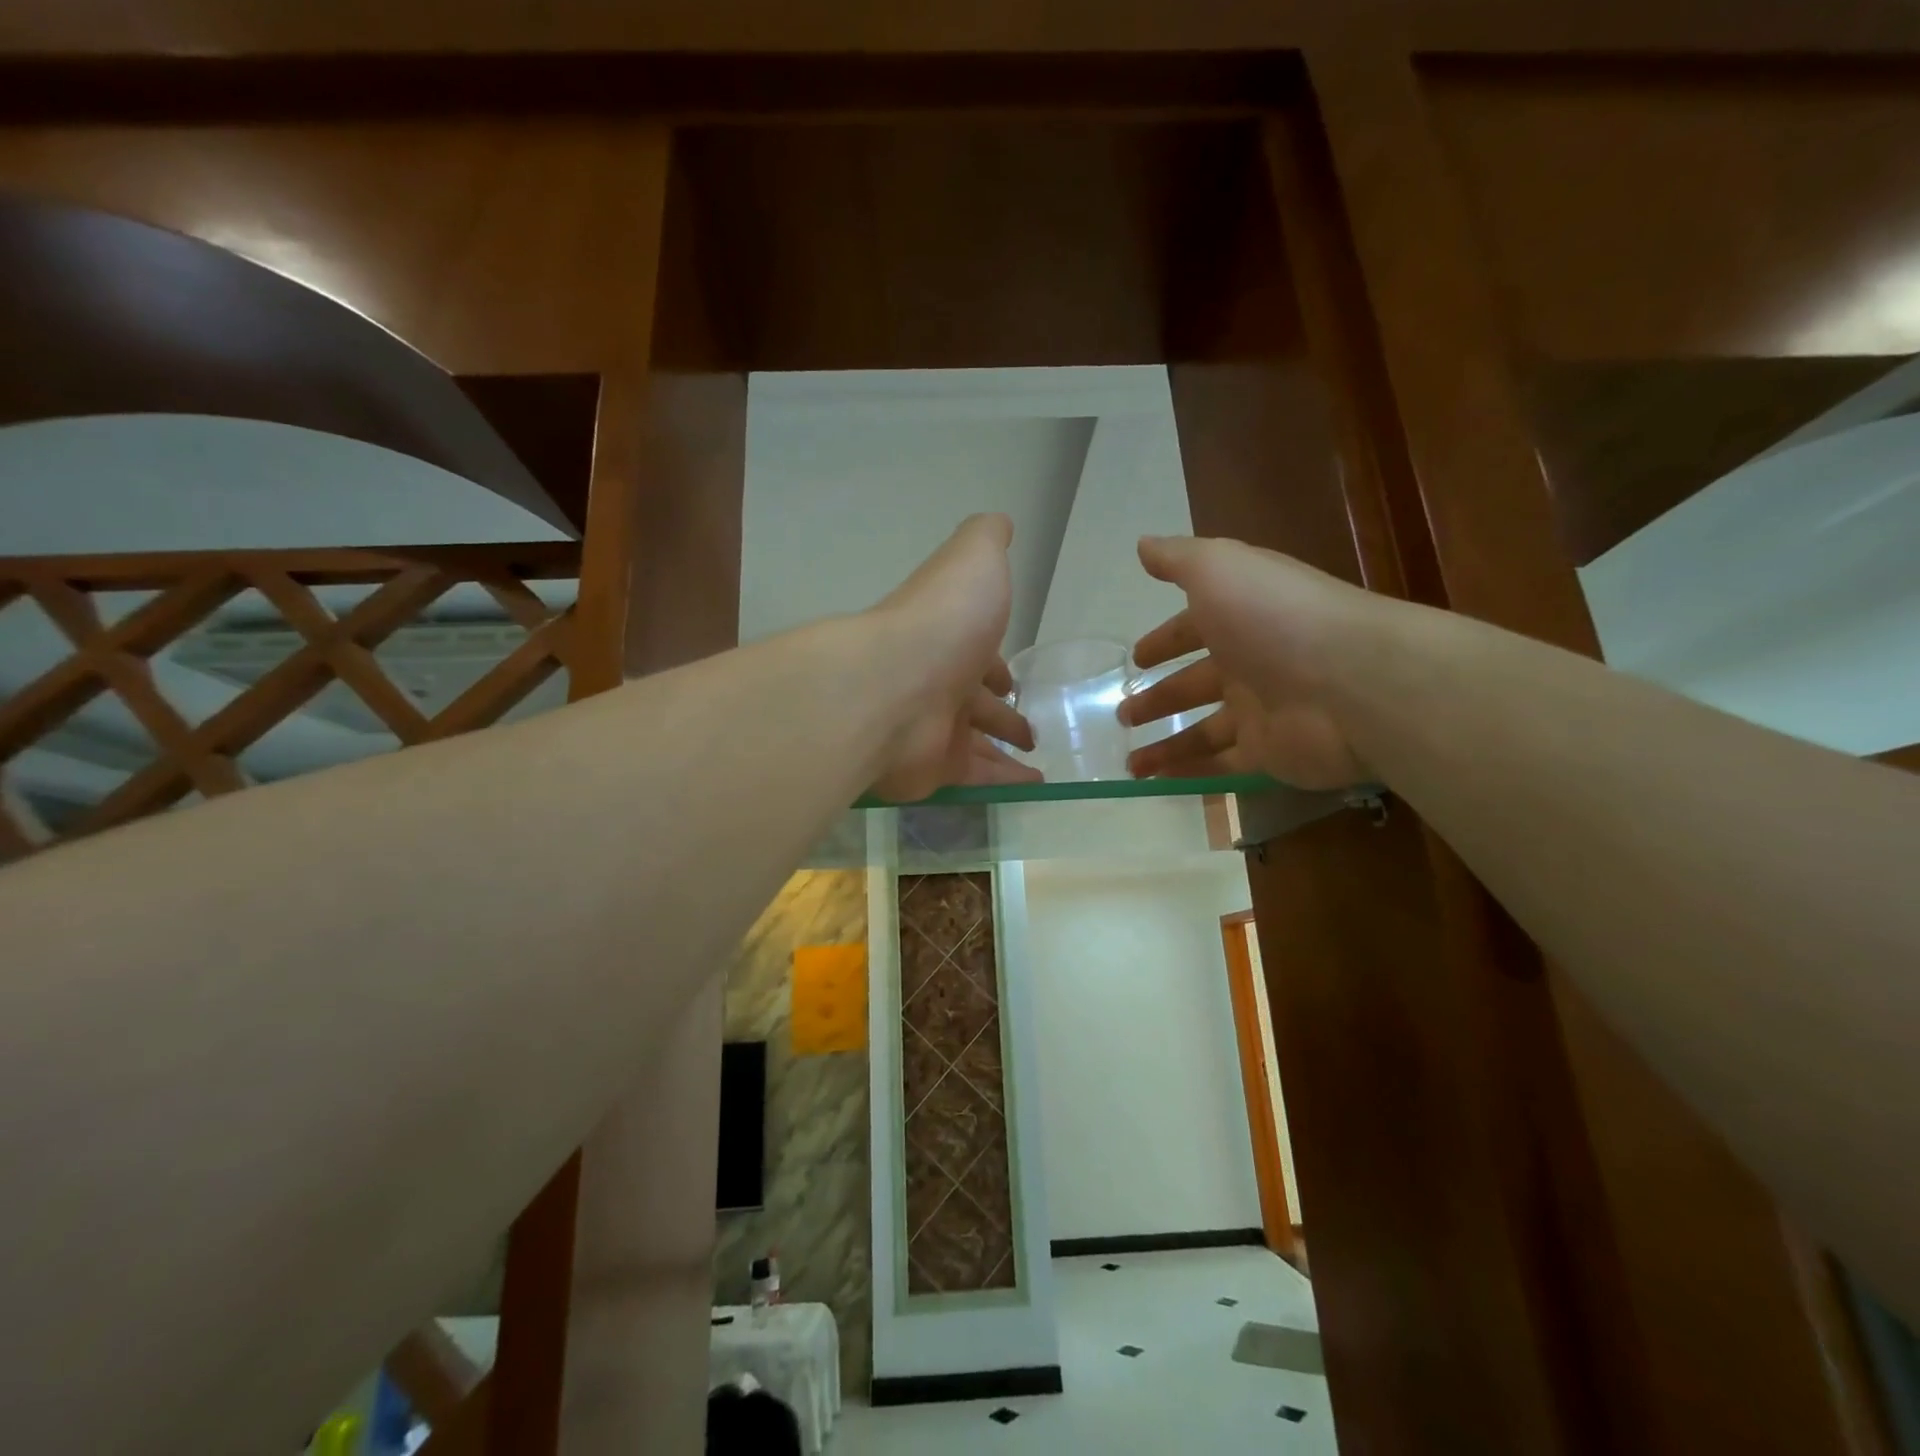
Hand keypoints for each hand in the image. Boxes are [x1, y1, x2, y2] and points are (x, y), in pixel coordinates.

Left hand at [867, 515, 1040, 801]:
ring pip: (976, 742)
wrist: (893, 686)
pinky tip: (1034, 788)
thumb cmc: (943, 622)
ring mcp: (934, 729)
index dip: (997, 664)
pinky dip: (1004, 782)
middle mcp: (937, 683)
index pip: (976, 654)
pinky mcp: (936, 769)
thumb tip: (1000, 523)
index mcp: (948, 638)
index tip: (1013, 679)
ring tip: (1037, 758)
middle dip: (1000, 713)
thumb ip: (987, 539)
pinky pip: (978, 778)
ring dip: (1004, 748)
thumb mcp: (973, 560)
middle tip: (1029, 730)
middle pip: (975, 702)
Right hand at [1119, 536, 1375, 789]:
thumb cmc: (1276, 617)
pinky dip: (1190, 773)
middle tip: (1123, 714)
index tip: (1136, 658)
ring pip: (1203, 731)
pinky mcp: (1271, 754)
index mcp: (1241, 619)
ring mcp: (1263, 712)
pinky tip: (1156, 782)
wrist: (1353, 681)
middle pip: (1195, 684)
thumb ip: (1178, 559)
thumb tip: (1143, 544)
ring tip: (1130, 763)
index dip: (1163, 641)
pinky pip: (1221, 765)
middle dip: (1158, 698)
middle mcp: (1252, 664)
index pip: (1193, 630)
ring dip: (1166, 745)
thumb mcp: (1219, 568)